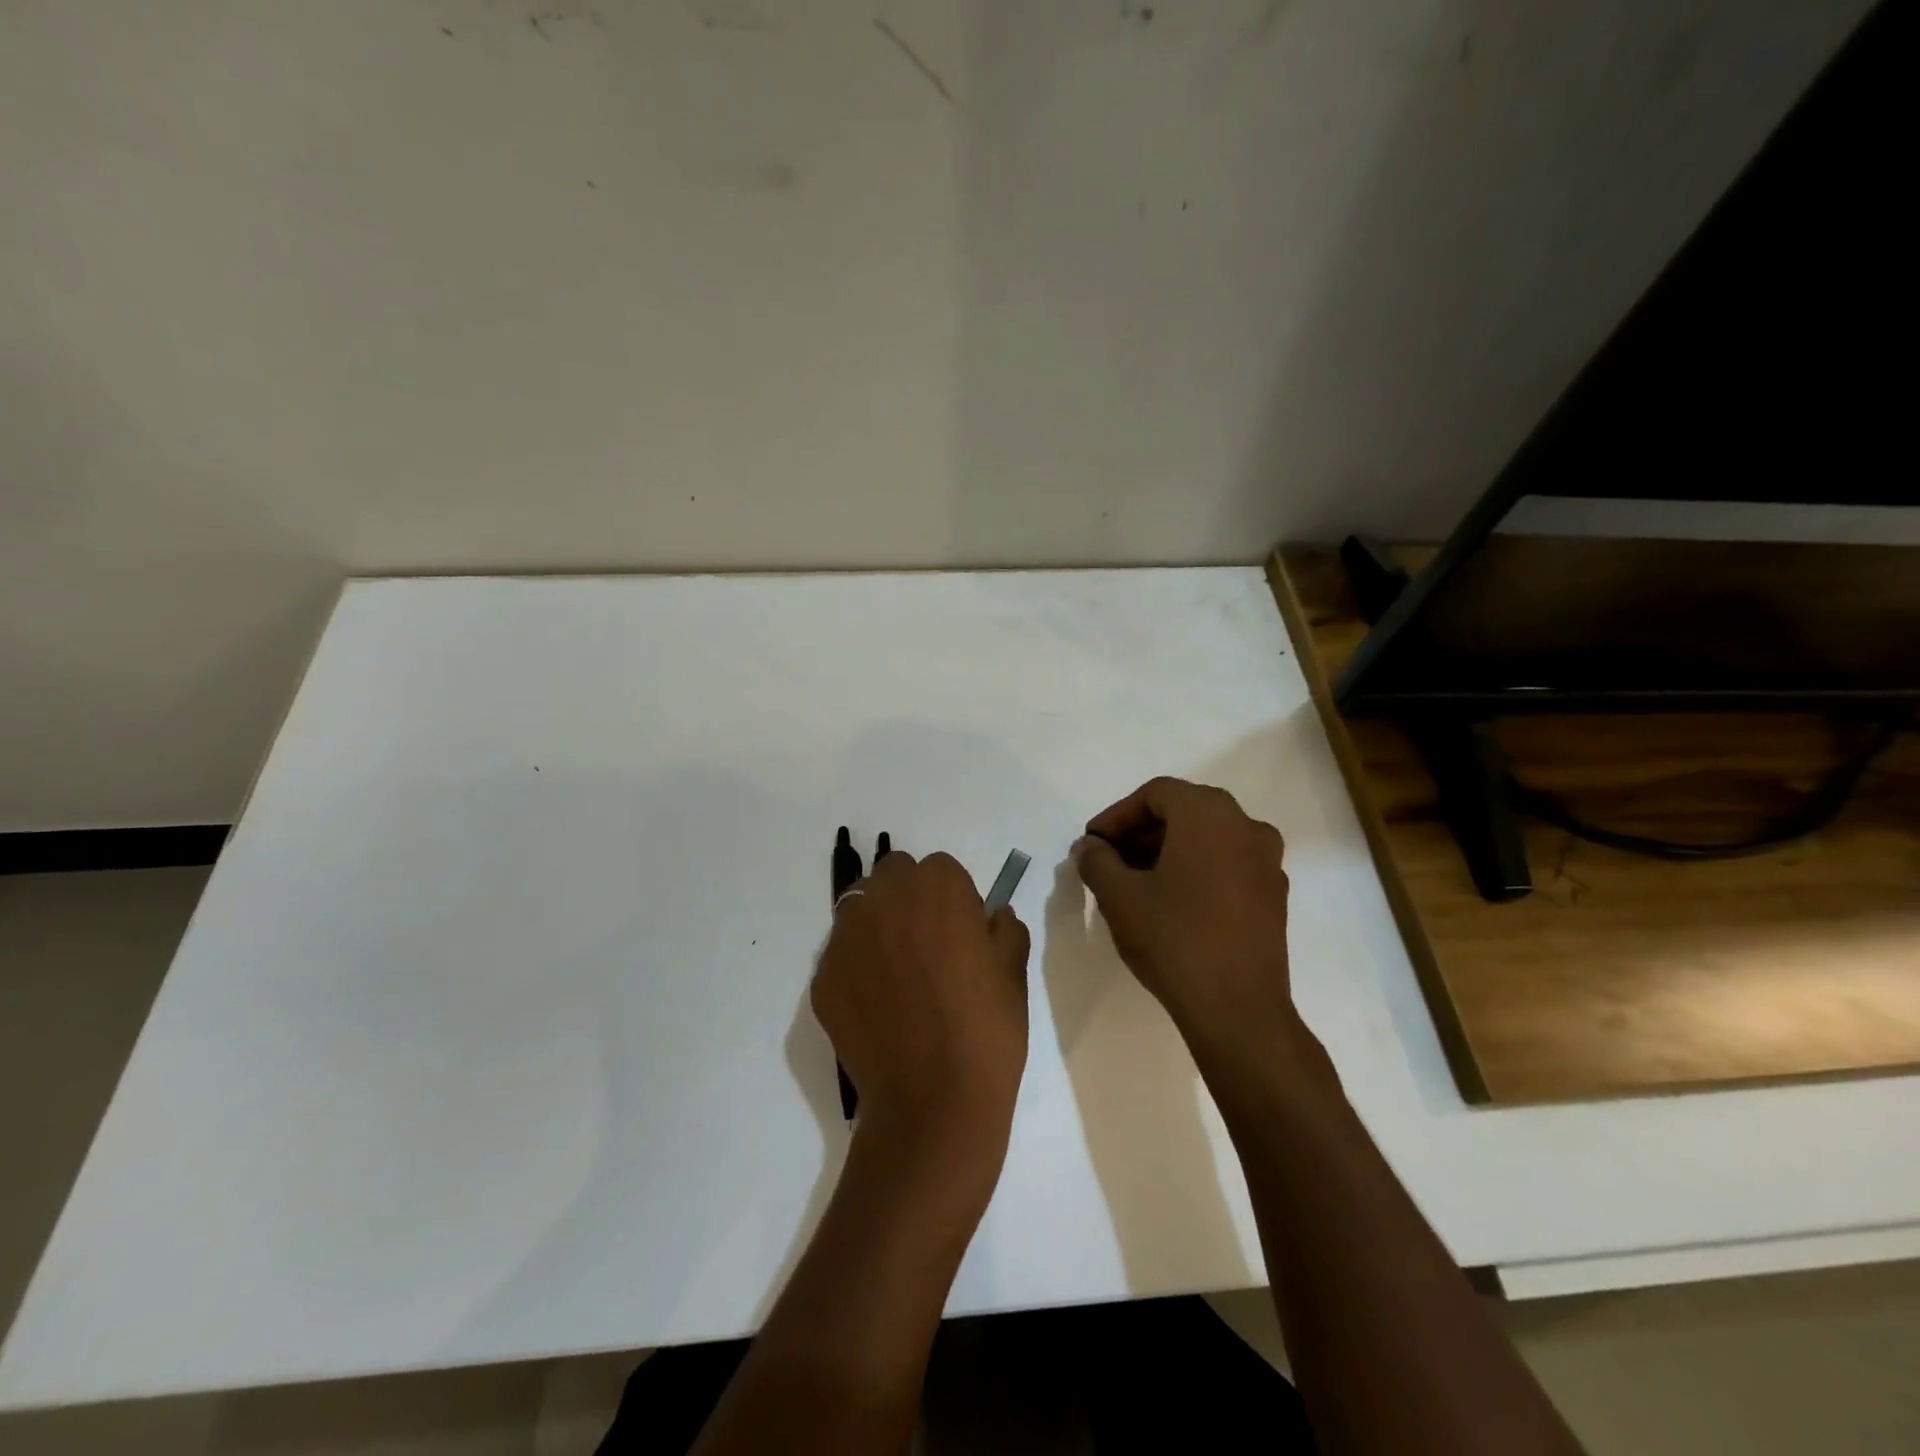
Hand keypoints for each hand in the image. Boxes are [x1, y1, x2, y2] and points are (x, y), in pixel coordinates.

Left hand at [811, 851, 1030, 1193]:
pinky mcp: (822, 974)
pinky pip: (841, 954)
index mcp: (938, 886)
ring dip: (877, 924)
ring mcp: (847, 935)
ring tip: (895, 972)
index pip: (940, 869)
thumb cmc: (986, 1030)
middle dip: (908, 898)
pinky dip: (856, 967)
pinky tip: (875, 1005)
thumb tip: (994, 915)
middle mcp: (886, 897)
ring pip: (860, 908)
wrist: (932, 1101)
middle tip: (926, 944)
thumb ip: (1005, 928)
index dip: (952, 898)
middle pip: (893, 876)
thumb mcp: (1013, 972)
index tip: (960, 931)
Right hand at [1075, 778, 1295, 1057]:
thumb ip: (1097, 861)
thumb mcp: (1119, 897)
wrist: (1238, 1009)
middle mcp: (1246, 825)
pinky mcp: (1274, 894)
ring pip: (1207, 839)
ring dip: (1167, 851)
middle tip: (1108, 861)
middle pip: (1183, 812)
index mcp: (1209, 814)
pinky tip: (1171, 902)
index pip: (1155, 794)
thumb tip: (1090, 847)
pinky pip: (1227, 864)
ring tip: (1134, 882)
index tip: (1092, 844)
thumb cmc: (1174, 939)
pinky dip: (1196, 869)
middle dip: (1140, 833)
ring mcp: (1267, 861)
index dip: (1117, 816)